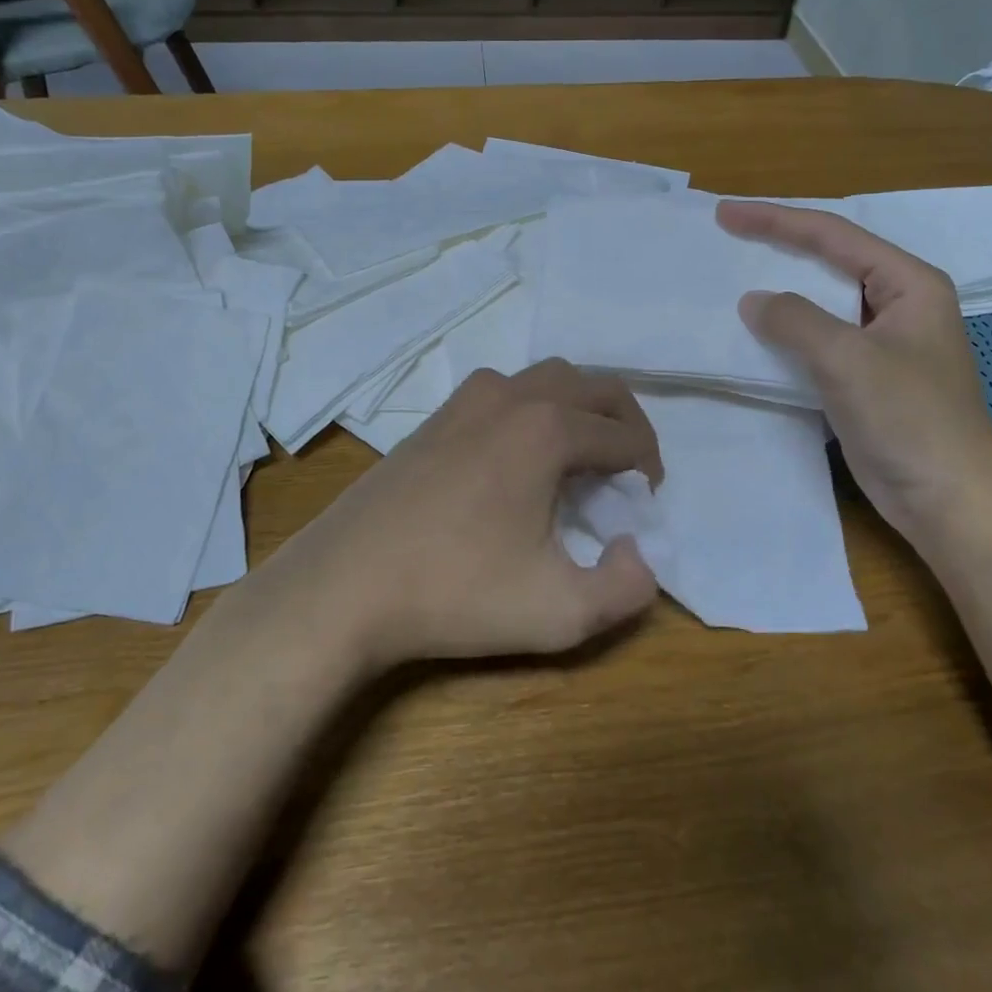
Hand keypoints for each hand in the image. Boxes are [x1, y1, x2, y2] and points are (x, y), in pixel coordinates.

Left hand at [260, 359, 663, 668]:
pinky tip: (521, 457)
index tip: (644, 505)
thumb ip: (627, 590)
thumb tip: (636, 552)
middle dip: (626, 424)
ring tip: (580, 460)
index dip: (648, 468)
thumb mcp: (560, 613)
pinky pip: (506, 391)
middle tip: (629, 473)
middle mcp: (512, 396)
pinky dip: (535, 409)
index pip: (625, 435)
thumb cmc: (455, 593)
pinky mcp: (436, 416)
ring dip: (580, 409)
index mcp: (547, 429)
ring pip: (548, 378)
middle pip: (595, 387)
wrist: (344, 586)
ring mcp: (468, 399)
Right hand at [715, 199, 991, 547]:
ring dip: (782, 290)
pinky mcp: (867, 377)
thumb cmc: (909, 420)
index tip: (726, 214)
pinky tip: (758, 333)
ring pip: (823, 302)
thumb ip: (796, 321)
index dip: (777, 221)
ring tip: (734, 277)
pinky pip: (820, 340)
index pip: (835, 237)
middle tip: (727, 236)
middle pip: (830, 261)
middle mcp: (899, 304)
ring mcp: (884, 343)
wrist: (948, 499)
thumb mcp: (848, 360)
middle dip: (779, 247)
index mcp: (909, 284)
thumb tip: (753, 300)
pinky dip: (788, 333)